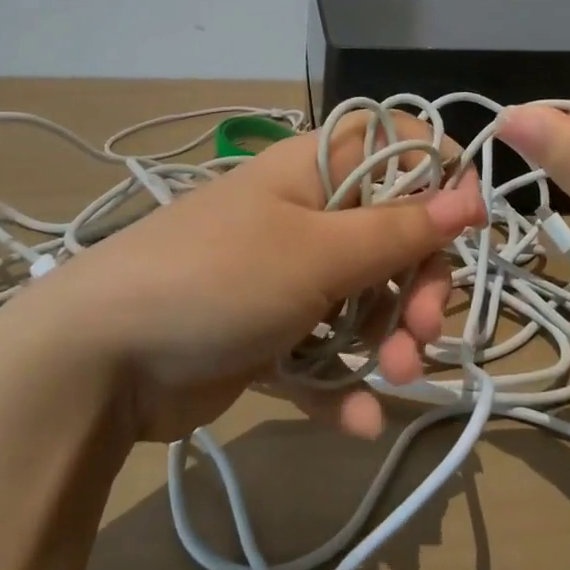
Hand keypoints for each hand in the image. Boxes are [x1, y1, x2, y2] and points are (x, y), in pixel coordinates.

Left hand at [15, 112, 484, 443]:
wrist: (99, 360)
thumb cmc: (220, 277)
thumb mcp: (318, 251)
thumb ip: (398, 228)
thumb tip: (470, 193)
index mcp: (314, 171)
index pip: (395, 148)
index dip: (436, 179)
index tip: (463, 230)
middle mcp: (305, 214)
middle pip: (392, 234)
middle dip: (419, 285)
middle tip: (423, 332)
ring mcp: (286, 276)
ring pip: (365, 299)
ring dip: (389, 341)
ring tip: (394, 380)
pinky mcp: (269, 334)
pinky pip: (325, 353)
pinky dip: (343, 385)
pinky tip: (358, 422)